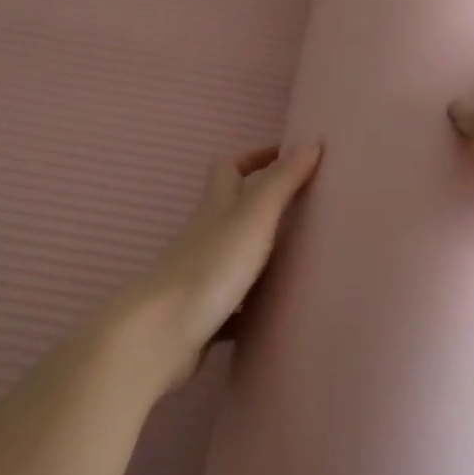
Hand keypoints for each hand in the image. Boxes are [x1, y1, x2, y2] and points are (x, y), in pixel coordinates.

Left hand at [103, 142, 321, 396]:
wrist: (161, 334)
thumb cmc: (212, 265)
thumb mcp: (254, 215)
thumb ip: (283, 180)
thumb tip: (312, 140)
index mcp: (217, 206)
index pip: (230, 167)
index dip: (255, 157)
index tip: (287, 156)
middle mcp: (206, 235)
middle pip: (231, 210)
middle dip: (262, 204)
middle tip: (302, 207)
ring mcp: (202, 276)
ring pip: (234, 255)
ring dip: (261, 254)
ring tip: (300, 259)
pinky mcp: (203, 313)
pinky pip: (233, 304)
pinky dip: (252, 304)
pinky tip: (275, 314)